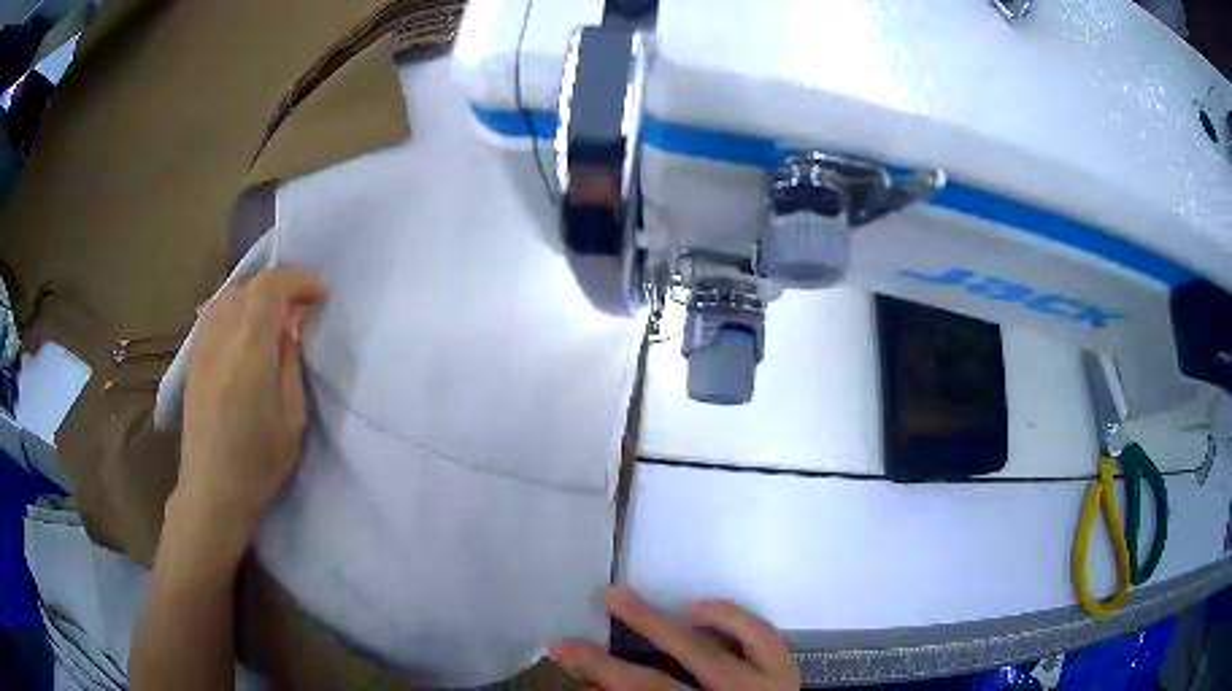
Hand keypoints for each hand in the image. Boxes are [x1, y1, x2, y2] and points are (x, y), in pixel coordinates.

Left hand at [171, 266, 325, 565]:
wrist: (212, 488)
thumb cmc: (258, 461)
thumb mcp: (292, 416)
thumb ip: (290, 361)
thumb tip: (292, 324)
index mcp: (249, 348)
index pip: (271, 286)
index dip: (299, 281)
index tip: (320, 297)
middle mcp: (221, 334)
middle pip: (251, 285)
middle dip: (281, 286)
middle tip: (302, 309)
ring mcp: (202, 343)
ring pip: (231, 294)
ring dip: (257, 296)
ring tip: (275, 319)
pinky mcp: (193, 356)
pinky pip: (216, 312)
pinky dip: (237, 308)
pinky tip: (246, 332)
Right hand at [550, 585, 798, 689]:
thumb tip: (597, 682)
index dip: (599, 669)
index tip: (562, 649)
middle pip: (674, 670)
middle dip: (636, 634)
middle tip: (604, 599)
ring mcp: (766, 689)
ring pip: (718, 650)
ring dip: (672, 621)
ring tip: (633, 598)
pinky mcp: (786, 673)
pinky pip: (762, 636)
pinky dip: (730, 616)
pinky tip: (698, 606)